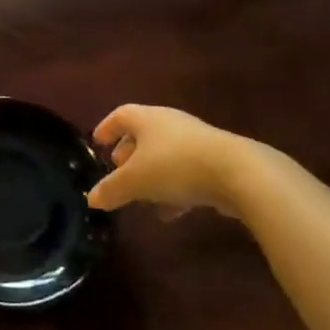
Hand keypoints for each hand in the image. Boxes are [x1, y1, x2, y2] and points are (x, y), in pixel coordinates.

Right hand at [87, 104, 280, 216]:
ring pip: (164, 156)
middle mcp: (170, 124)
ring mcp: (195, 142)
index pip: (120, 116)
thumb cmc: (175, 166)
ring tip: (141, 198)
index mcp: (147, 119)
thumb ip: (112, 189)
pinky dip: (173, 189)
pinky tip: (170, 213)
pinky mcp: (215, 162)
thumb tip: (91, 198)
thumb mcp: (136, 181)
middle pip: (142, 135)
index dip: (106, 128)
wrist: (238, 173)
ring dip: (151, 176)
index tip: (97, 142)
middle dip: (128, 154)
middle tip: (118, 171)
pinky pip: (185, 172)